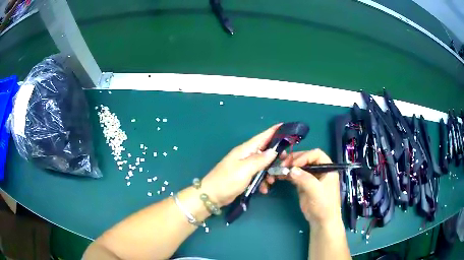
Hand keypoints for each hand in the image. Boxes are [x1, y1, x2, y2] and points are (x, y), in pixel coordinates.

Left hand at [200, 124, 280, 206]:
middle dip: (276, 156)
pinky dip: (263, 181)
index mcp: (245, 149)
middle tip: (286, 162)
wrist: (212, 195)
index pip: (262, 137)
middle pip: (265, 150)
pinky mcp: (245, 176)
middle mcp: (246, 155)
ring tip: (272, 181)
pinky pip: (258, 175)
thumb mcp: (245, 169)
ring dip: (270, 172)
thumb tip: (274, 150)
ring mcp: (245, 166)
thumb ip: (260, 160)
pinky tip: (264, 189)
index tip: (286, 126)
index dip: (274, 131)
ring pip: (264, 164)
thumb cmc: (227, 180)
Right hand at [263, 149, 341, 227]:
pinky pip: (295, 176)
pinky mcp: (303, 184)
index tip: (293, 164)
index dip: (305, 156)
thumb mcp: (316, 191)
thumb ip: (305, 179)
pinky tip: (279, 175)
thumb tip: (291, 169)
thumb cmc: (324, 205)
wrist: (321, 222)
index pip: (316, 154)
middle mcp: (319, 170)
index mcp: (327, 168)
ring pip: (299, 167)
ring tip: (278, 170)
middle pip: (306, 159)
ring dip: (288, 167)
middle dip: (294, 160)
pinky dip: (287, 174)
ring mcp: (311, 177)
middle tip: (282, 164)